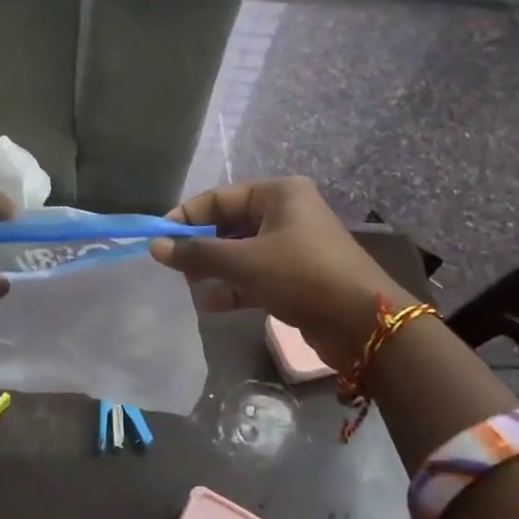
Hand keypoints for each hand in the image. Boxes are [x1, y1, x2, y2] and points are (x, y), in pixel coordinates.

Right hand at [149, 177, 414, 368]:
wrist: (364, 325)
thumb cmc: (301, 275)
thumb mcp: (244, 262)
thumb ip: (198, 253)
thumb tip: (155, 247)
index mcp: (279, 194)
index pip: (220, 198)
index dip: (187, 217)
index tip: (159, 239)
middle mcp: (286, 214)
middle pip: (230, 225)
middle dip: (201, 247)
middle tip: (174, 267)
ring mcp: (293, 246)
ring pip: (241, 252)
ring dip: (215, 270)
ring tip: (190, 287)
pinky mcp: (297, 277)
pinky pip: (255, 275)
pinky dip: (234, 287)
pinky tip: (211, 304)